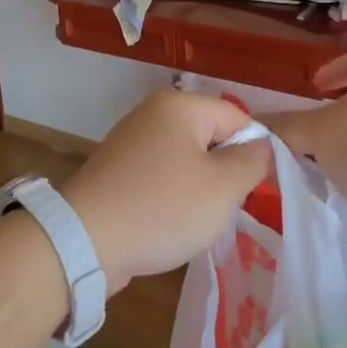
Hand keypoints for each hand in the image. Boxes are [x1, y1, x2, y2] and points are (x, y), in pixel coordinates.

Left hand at [59, 91, 271, 292]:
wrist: (84, 242)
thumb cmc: (162, 208)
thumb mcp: (223, 188)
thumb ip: (252, 162)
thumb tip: (262, 147)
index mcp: (180, 106)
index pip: (238, 118)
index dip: (254, 152)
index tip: (256, 189)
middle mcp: (153, 113)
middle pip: (212, 137)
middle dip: (225, 172)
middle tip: (227, 206)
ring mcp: (132, 141)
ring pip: (188, 160)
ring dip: (200, 188)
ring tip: (197, 219)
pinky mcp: (118, 170)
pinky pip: (162, 176)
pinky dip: (172, 197)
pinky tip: (170, 223)